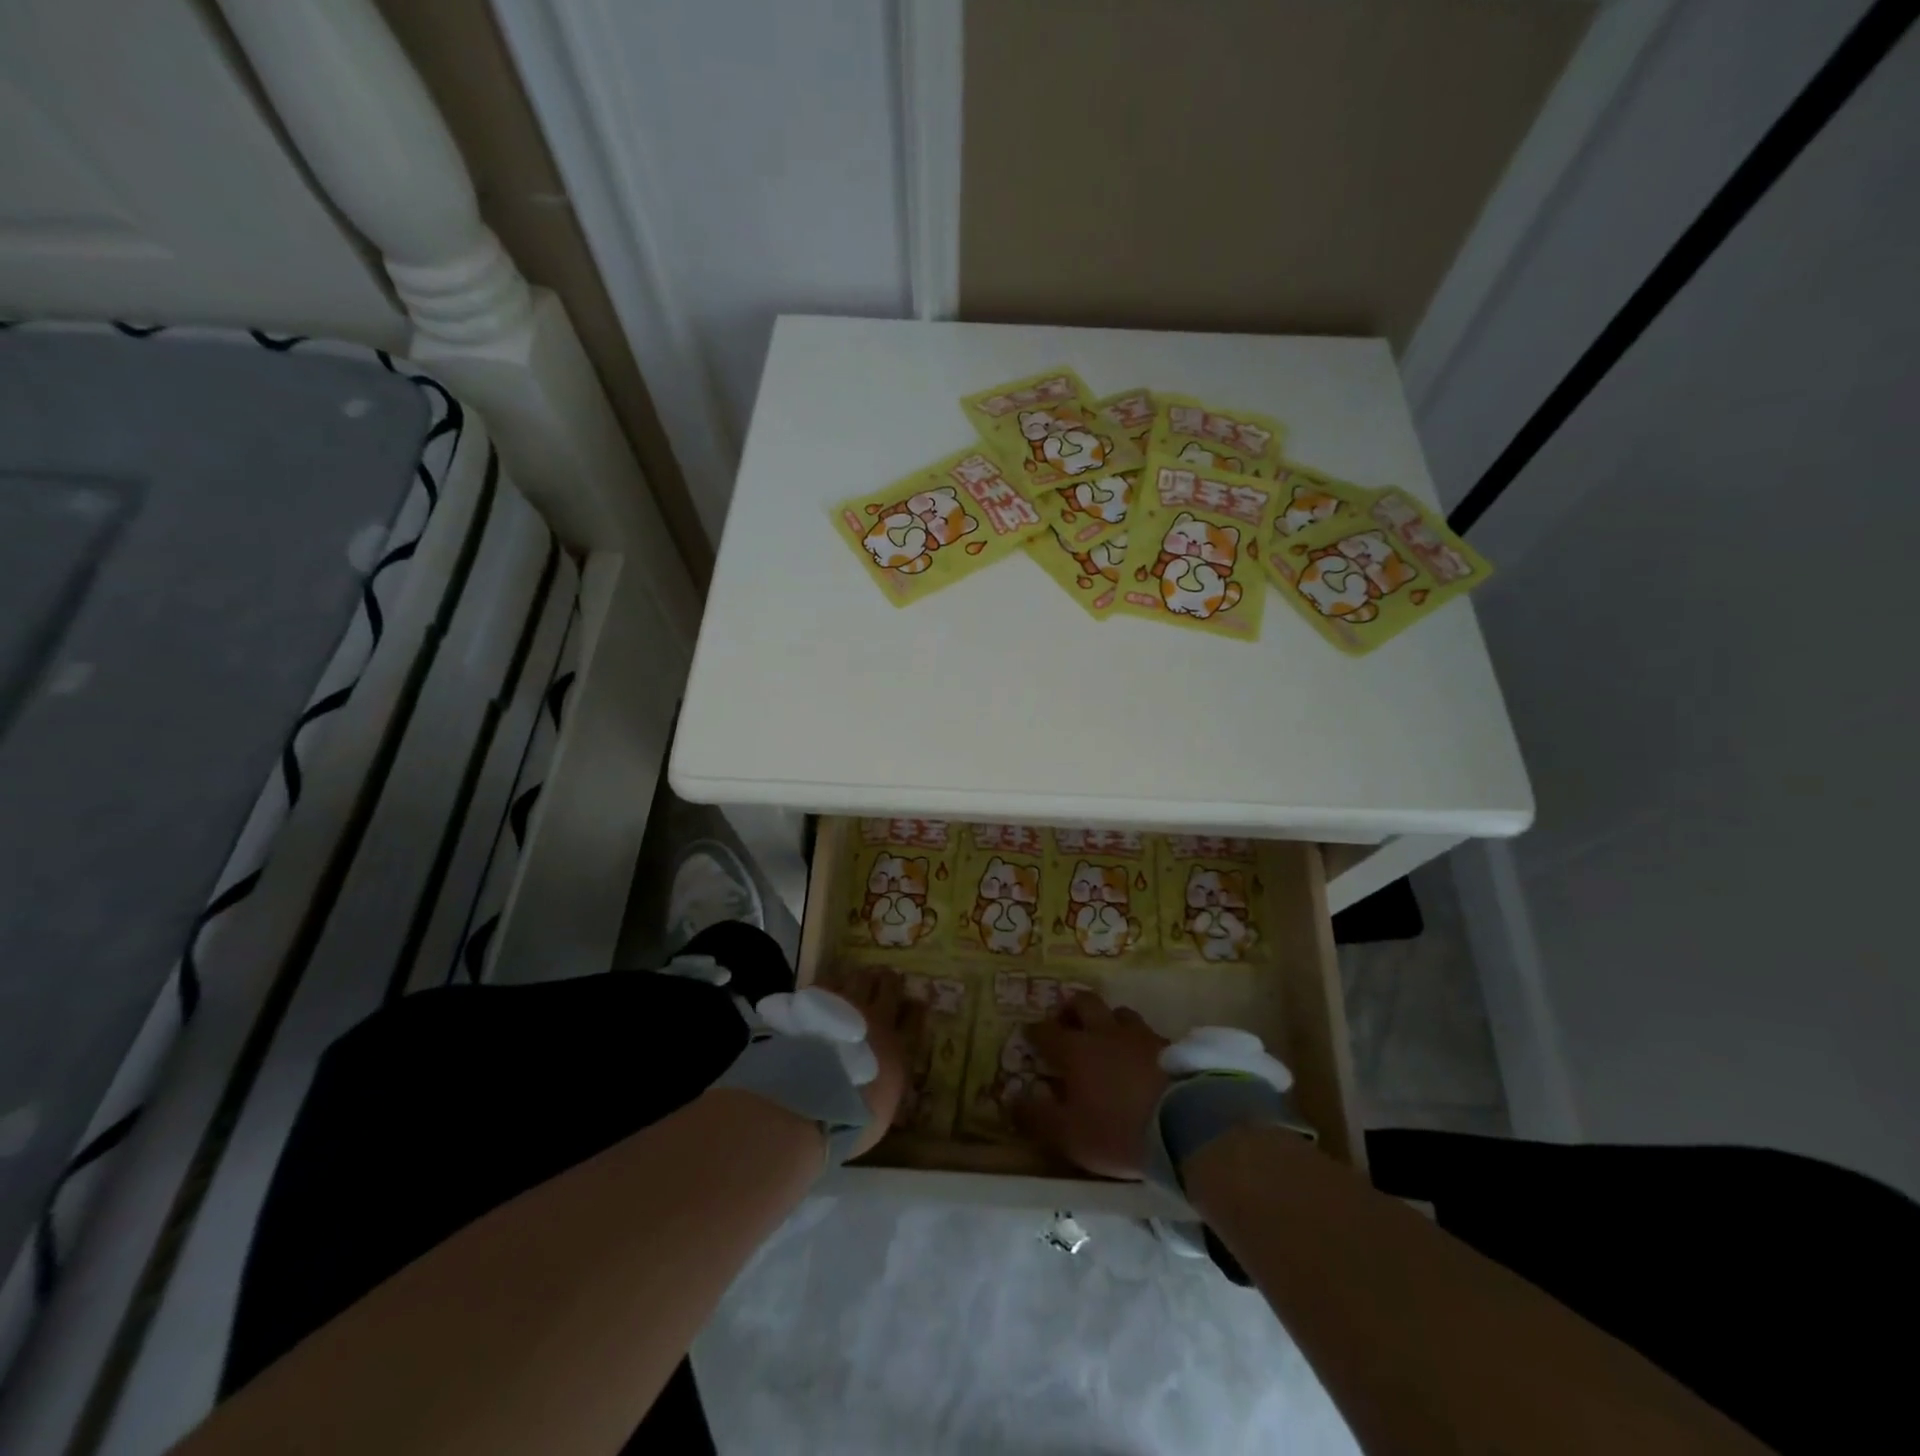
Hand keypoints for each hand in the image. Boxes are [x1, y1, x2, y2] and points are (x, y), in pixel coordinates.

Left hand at [832, 966, 922, 1159]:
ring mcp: (843, 1008)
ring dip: (862, 977)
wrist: (807, 1101)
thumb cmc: (850, 1119)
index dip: (917, 1008)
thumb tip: (889, 1086)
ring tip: (859, 976)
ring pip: (859, 979)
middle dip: (890, 981)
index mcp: (896, 1049)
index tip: (917, 1001)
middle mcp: (875, 1021)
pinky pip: (828, 984)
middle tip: (888, 977)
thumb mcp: (881, 1114)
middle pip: (888, 989)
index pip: (914, 1020)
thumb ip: (888, 1090)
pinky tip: (828, 987)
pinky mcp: (814, 1003)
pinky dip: (832, 983)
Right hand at [1016, 991, 1169, 1179]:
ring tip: (1107, 1037)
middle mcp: (1105, 1032)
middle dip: (1071, 1009)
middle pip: (1084, 1003)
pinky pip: (1147, 1033)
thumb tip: (1011, 1098)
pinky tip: (1141, 1057)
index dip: (1035, 1032)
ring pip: (1119, 1012)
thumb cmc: (1116, 1131)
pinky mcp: (1170, 1046)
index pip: (1047, 1031)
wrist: (1184, 1125)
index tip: (1029, 1034)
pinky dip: (1138, 1040)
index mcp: (1075, 1050)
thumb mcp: (1068, 1134)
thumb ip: (1037, 1116)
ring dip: (1108, 1020)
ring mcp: (1140, 1035)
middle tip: (1067, 1023)